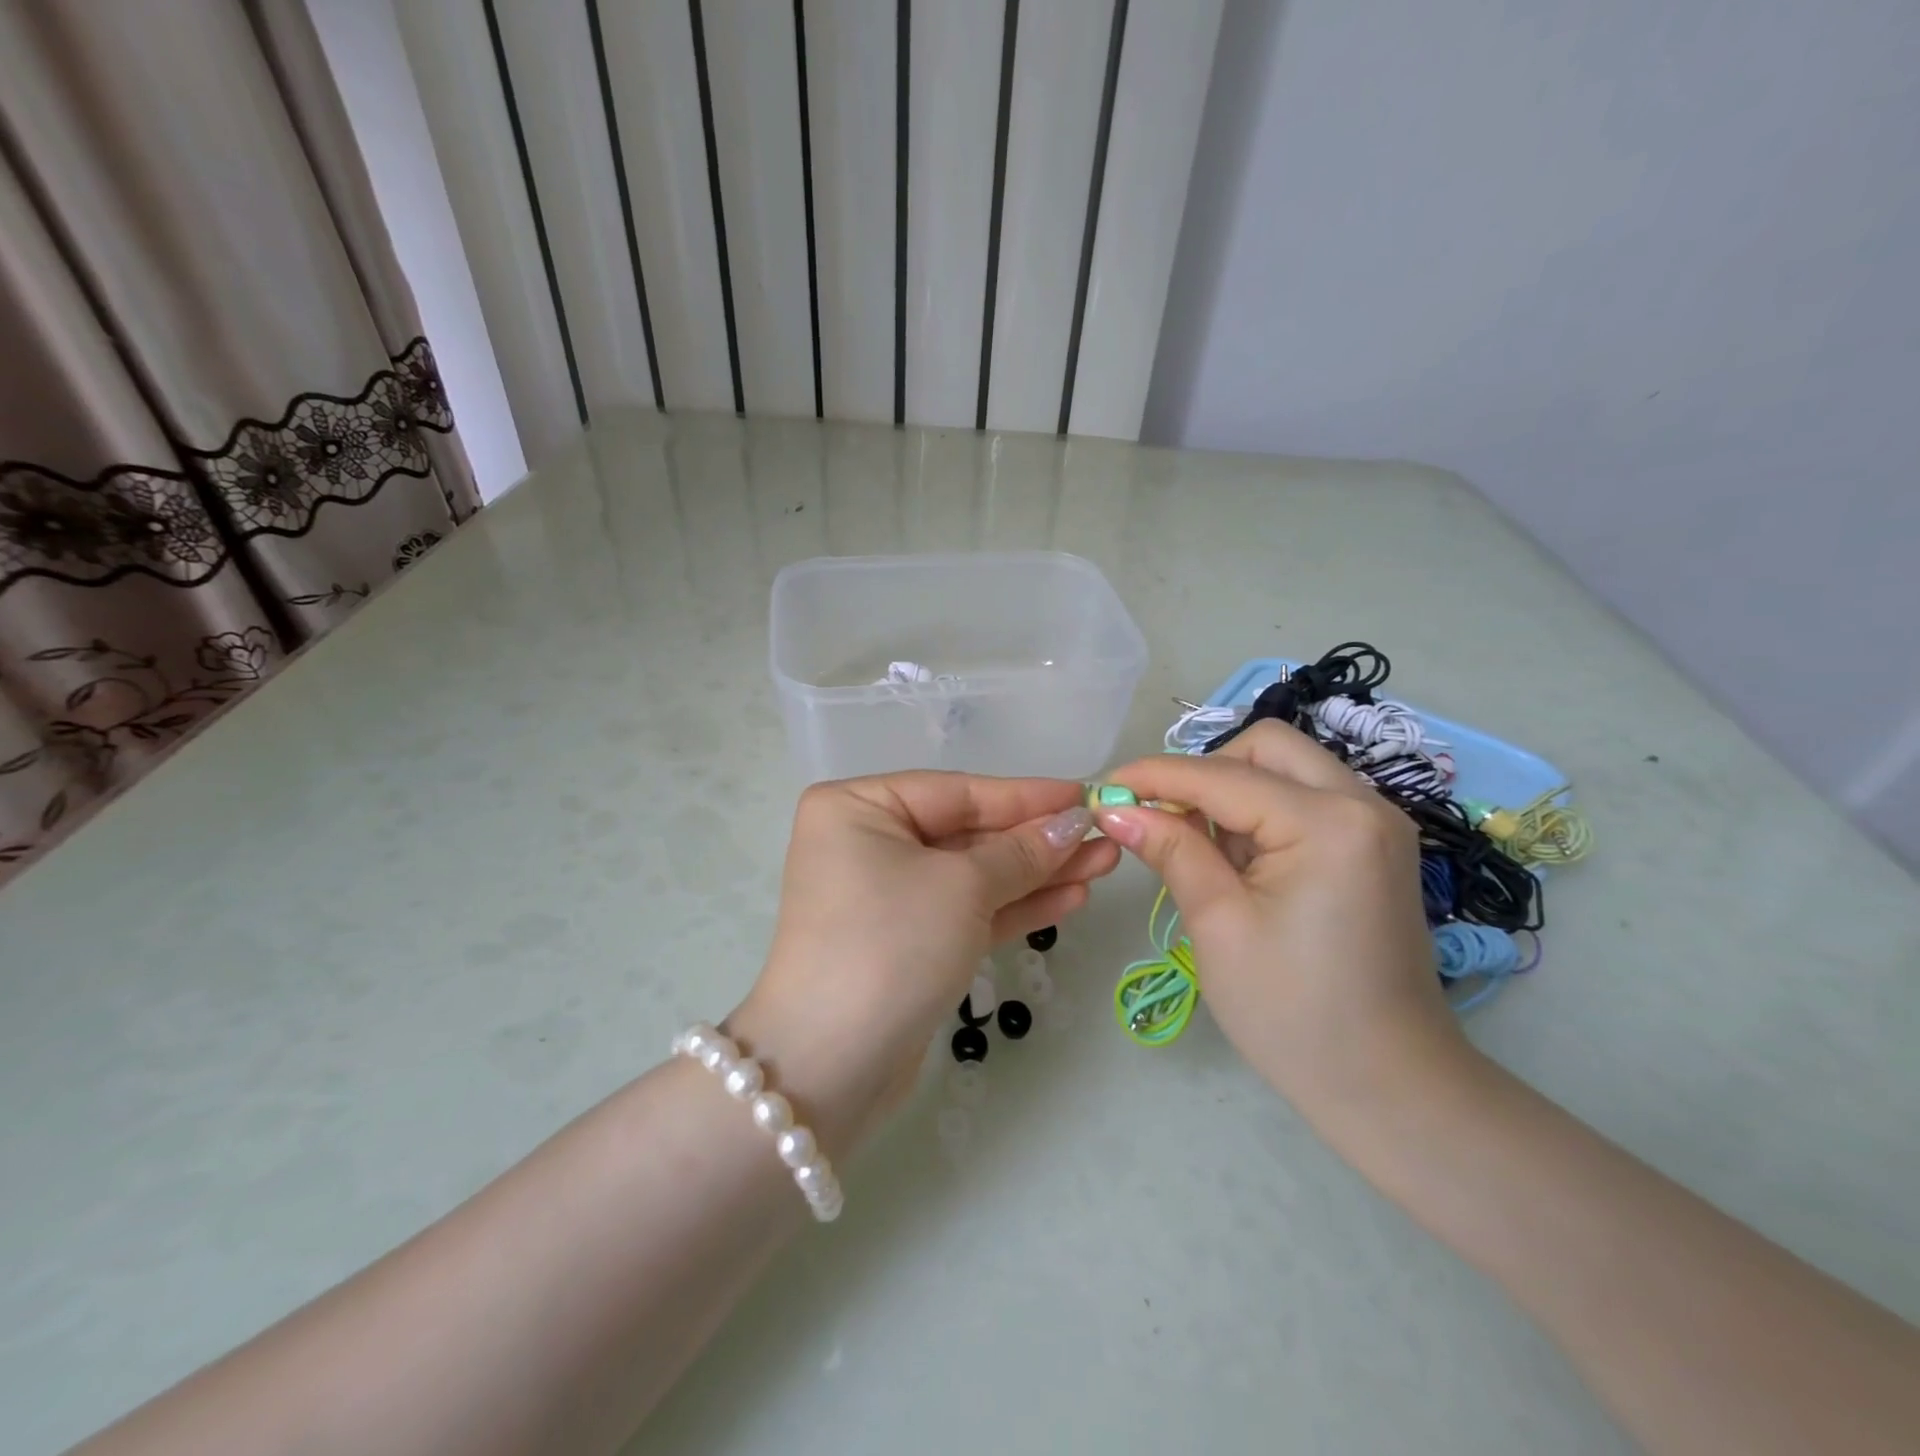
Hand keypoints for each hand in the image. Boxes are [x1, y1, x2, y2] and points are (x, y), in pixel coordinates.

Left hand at [728, 774, 1118, 1153]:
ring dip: (1037, 873)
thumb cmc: (891, 944)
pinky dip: (1015, 907)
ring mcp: (887, 896)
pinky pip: (967, 912)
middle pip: (968, 833)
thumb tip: (1073, 822)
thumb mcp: (962, 887)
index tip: (1086, 795)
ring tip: (1104, 864)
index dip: (1027, 796)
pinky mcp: (907, 942)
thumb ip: (1021, 853)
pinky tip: (1070, 898)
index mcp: (859, 808)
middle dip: (1038, 839)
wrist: (831, 1067)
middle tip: (1104, 836)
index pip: (958, 792)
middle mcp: (868, 843)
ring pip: (974, 876)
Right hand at [1095, 722, 1472, 1124]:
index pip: (1221, 776)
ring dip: (1233, 792)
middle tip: (1165, 820)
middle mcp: (1363, 804)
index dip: (1155, 776)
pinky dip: (1262, 812)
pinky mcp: (1374, 846)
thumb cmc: (1295, 1015)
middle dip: (1205, 772)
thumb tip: (1115, 809)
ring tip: (1201, 850)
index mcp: (1328, 823)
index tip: (1103, 789)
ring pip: (1286, 768)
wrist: (1391, 1088)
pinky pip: (1305, 799)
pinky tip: (1239, 861)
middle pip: (1265, 747)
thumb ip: (1171, 851)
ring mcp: (1376, 824)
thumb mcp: (1219, 926)